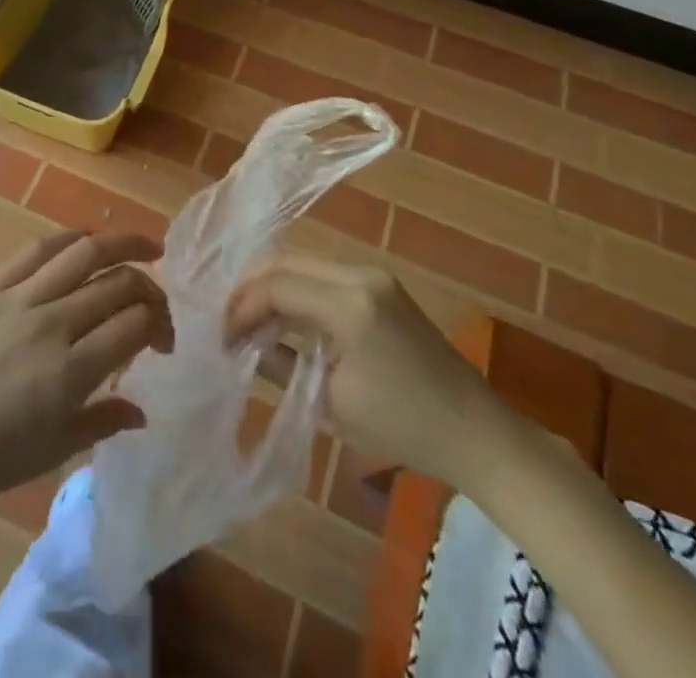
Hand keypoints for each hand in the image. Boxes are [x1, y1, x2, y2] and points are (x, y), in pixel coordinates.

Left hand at [0, 230, 172, 511]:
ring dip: (122, 244)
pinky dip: (71, 239)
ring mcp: (19, 298)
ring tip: (146, 248)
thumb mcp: (53, 452)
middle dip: (149, 288)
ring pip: (84, 252)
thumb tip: (143, 411)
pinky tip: (87, 241)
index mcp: (69, 374)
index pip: (134, 326)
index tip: (164, 342)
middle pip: (117, 284)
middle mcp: (50, 325)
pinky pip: (38, 248)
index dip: (161, 325)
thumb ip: (103, 421)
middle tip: (157, 301)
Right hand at [225, 254, 508, 488]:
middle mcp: (360, 274)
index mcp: (351, 303)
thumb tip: (243, 347)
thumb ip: (281, 364)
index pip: (277, 286)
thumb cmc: (404, 427)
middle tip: (226, 322)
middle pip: (286, 263)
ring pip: (303, 265)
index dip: (241, 308)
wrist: (475, 432)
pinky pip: (323, 276)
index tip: (220, 338)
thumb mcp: (332, 403)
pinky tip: (281, 318)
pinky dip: (296, 291)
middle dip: (250, 289)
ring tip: (247, 322)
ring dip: (271, 288)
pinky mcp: (380, 285)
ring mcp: (373, 275)